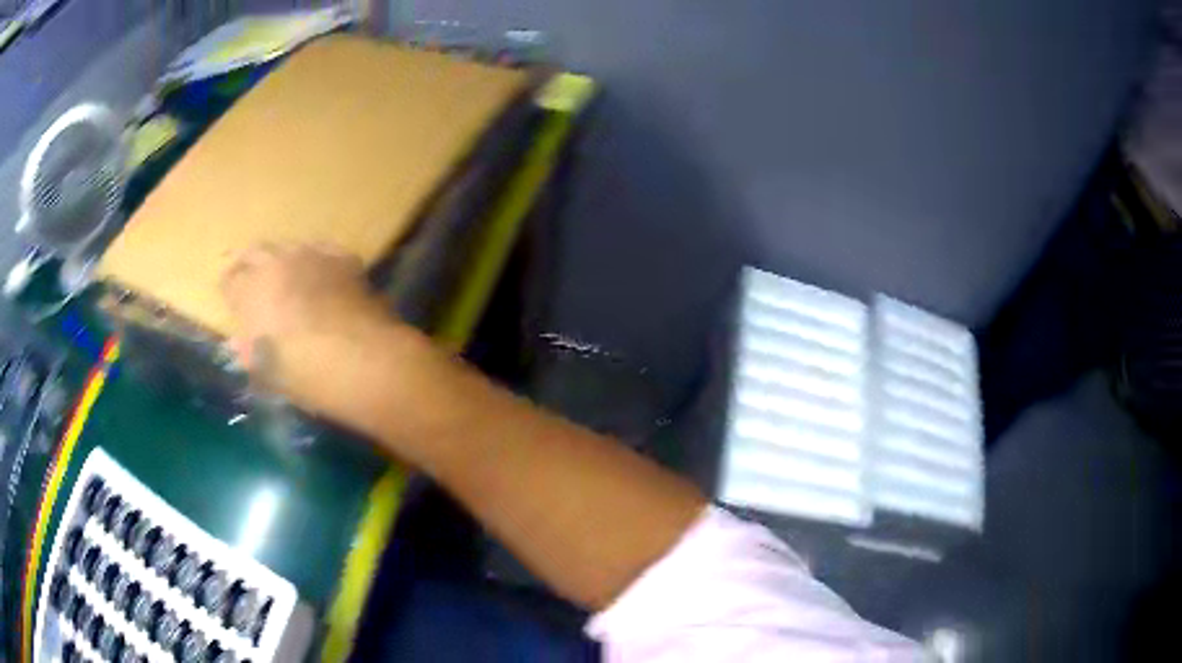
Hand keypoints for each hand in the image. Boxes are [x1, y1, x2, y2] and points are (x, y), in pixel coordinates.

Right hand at [219, 243, 416, 422]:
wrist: (359, 358)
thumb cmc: (303, 373)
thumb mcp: (266, 372)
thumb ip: (249, 353)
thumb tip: (240, 344)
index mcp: (250, 290)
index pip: (229, 281)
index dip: (228, 289)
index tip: (229, 296)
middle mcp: (276, 263)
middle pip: (255, 252)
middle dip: (247, 263)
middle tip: (246, 273)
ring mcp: (311, 255)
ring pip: (288, 247)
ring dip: (281, 258)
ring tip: (282, 271)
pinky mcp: (343, 259)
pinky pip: (323, 251)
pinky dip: (316, 259)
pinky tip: (320, 270)